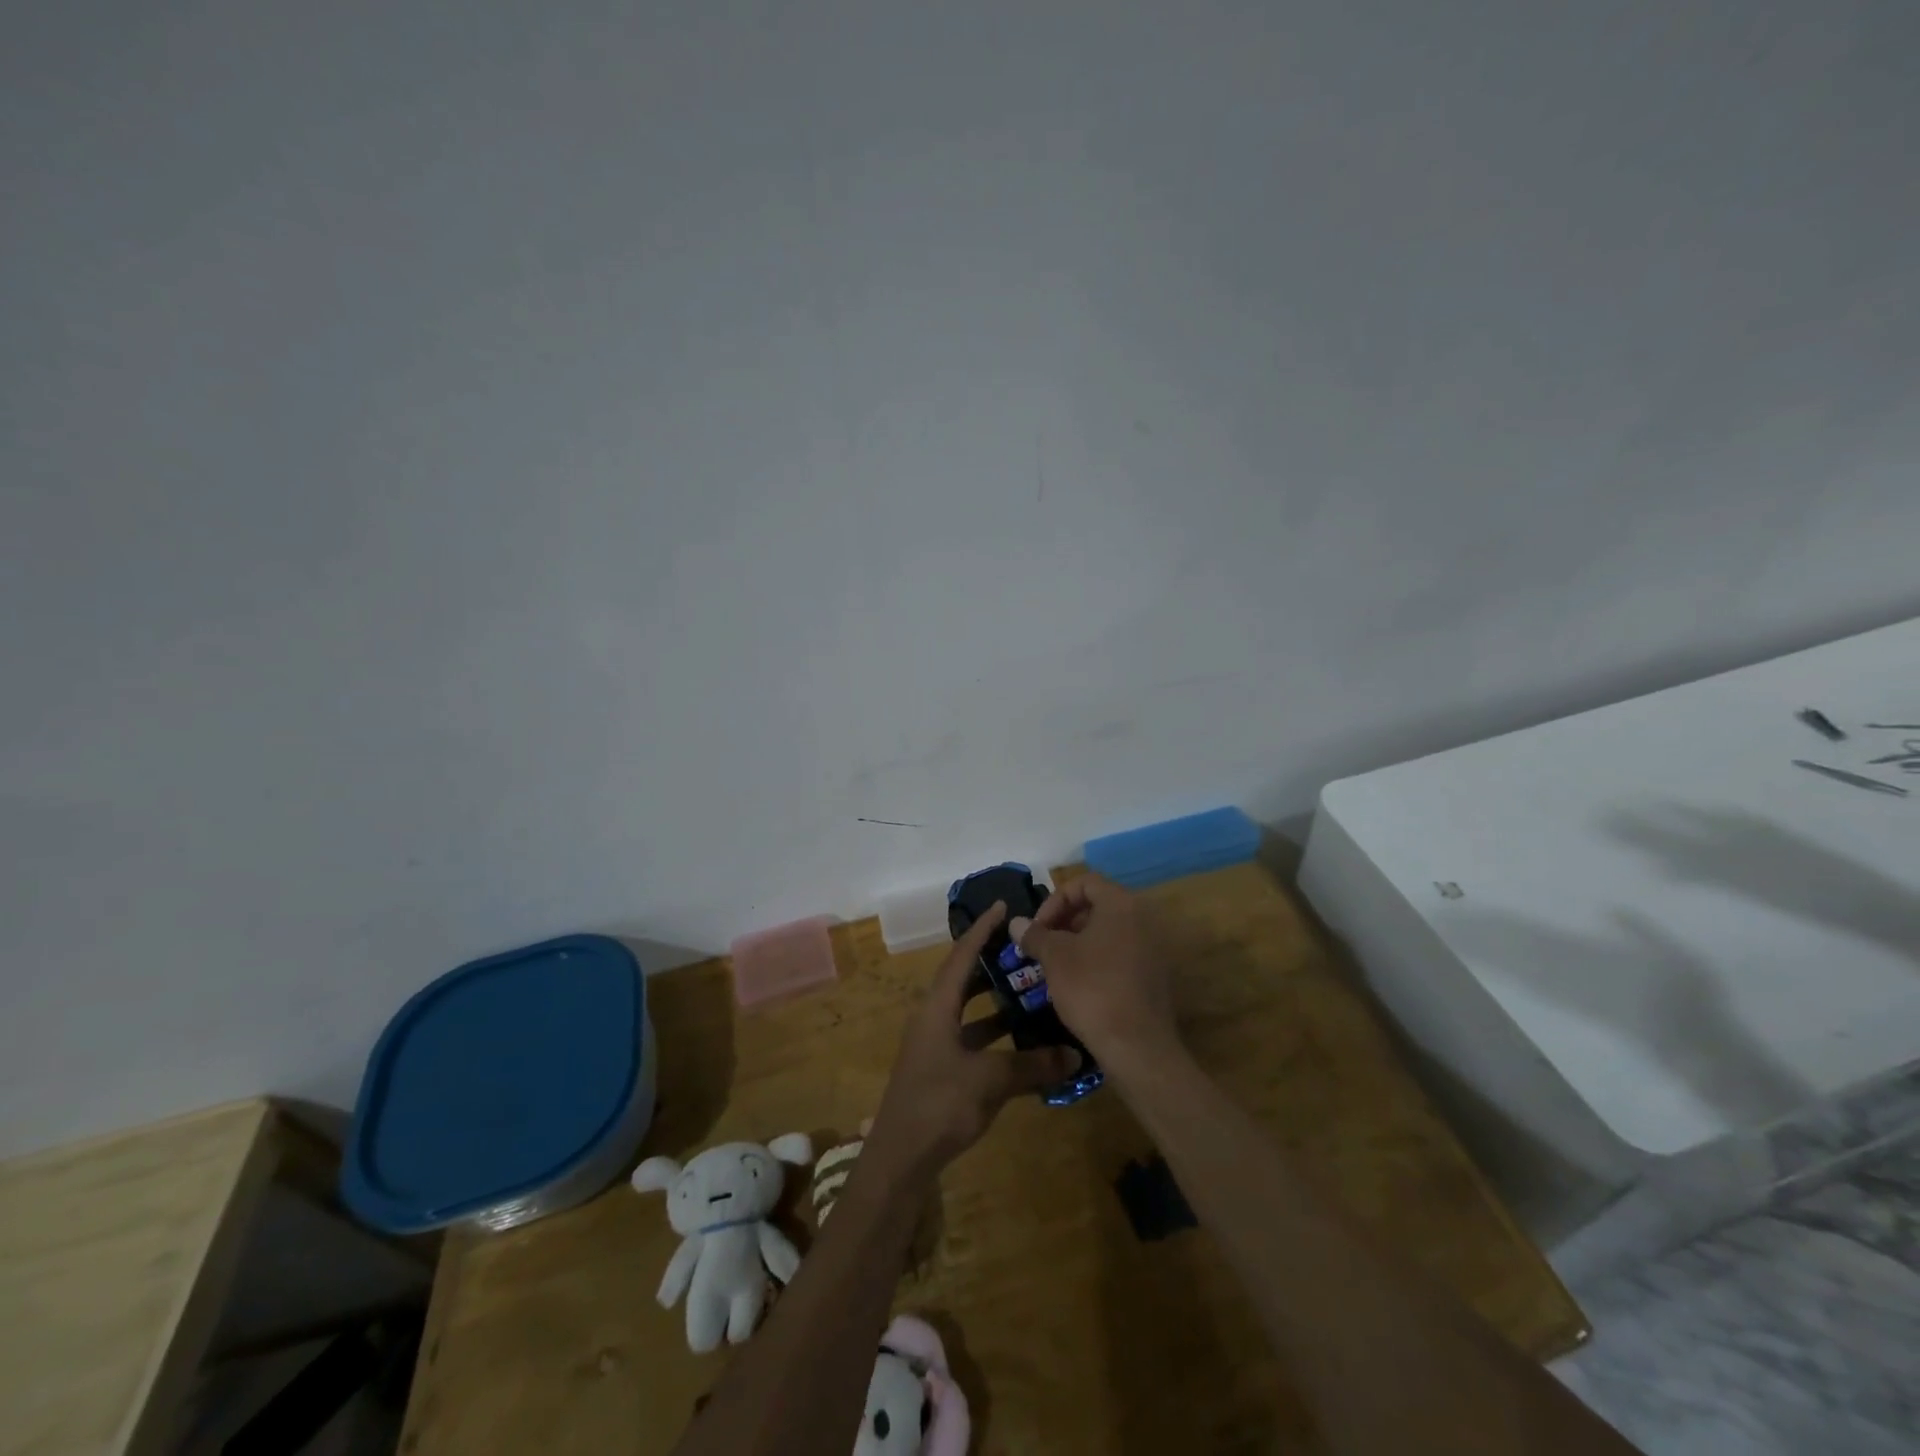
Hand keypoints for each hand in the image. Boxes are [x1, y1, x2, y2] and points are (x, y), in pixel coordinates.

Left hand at [867, 902, 1080, 1179]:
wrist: (900, 1159)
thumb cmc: (940, 1104)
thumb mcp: (990, 1080)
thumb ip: (1033, 1065)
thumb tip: (1074, 1054)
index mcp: (937, 1008)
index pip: (961, 956)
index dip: (982, 930)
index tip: (1002, 907)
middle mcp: (933, 1019)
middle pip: (963, 979)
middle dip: (990, 962)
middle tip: (1023, 949)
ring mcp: (934, 1046)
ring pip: (968, 1011)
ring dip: (995, 1001)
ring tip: (1029, 990)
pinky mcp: (940, 1070)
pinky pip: (971, 1038)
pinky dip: (994, 1035)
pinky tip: (1020, 1043)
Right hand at [1012, 874, 1178, 1068]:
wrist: (1137, 1046)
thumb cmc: (1092, 989)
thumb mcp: (1055, 958)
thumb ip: (1035, 935)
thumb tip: (1016, 923)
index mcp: (1121, 904)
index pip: (1084, 882)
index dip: (1055, 900)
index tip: (1038, 927)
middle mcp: (1142, 919)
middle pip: (1097, 905)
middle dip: (1064, 921)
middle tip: (1043, 945)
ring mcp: (1152, 948)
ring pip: (1108, 931)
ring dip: (1078, 942)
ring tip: (1055, 966)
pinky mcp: (1153, 976)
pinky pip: (1120, 954)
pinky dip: (1096, 960)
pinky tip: (1078, 985)